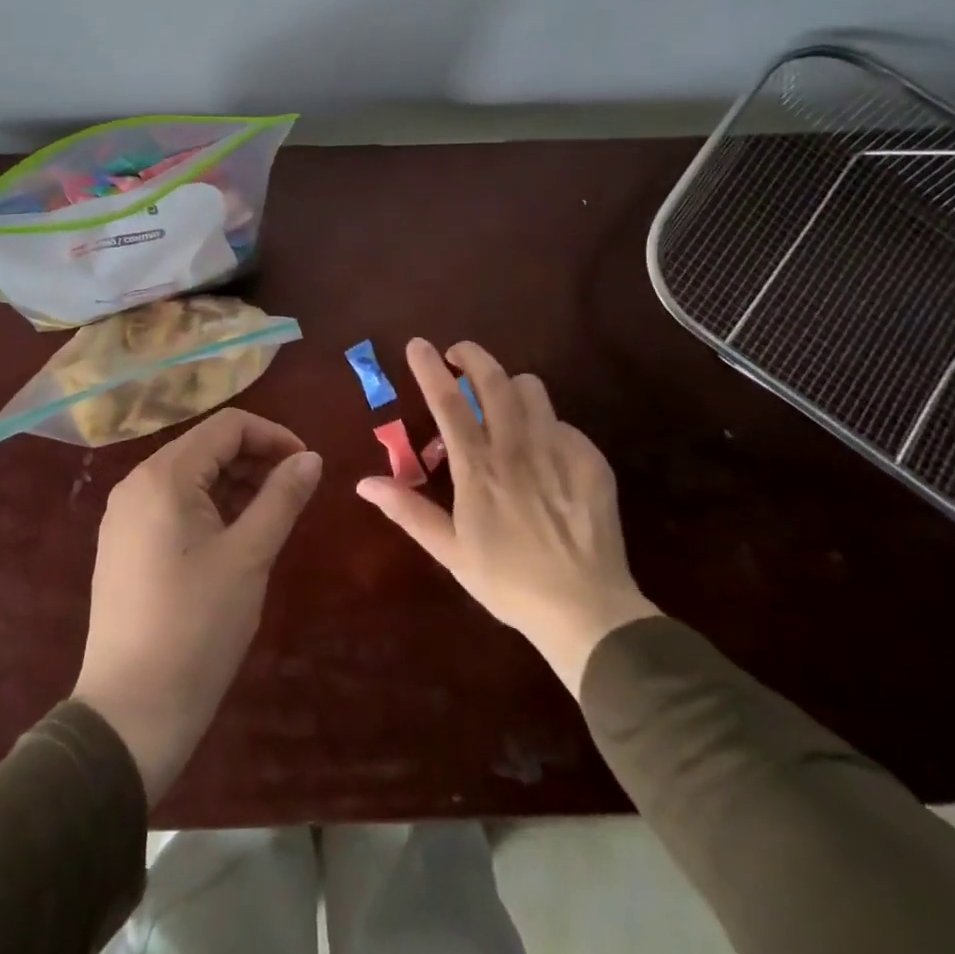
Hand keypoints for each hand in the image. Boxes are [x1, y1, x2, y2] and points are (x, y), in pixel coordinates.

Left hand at [71, 408, 321, 801]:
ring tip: (272, 516)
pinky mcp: (125, 545)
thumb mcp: (249, 556)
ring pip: (191, 477)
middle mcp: (137, 484)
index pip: (227, 426)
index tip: (308, 467)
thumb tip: (312, 458)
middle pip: (206, 447)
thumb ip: (282, 498)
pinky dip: (211, 508)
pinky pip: (174, 505)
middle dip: (255, 459)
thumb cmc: (196, 628)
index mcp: (164, 477)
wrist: (130, 713)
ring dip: (235, 484)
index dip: (273, 436)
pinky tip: (236, 537)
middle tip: (295, 493)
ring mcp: (126, 516)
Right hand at [356, 338, 659, 695]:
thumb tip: (364, 483)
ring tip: (502, 402)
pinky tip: (544, 453)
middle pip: (494, 380)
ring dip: (510, 386)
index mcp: (478, 468)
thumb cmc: (507, 581)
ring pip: (532, 390)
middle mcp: (517, 448)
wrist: (586, 609)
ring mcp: (558, 450)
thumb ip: (408, 511)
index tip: (418, 344)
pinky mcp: (590, 460)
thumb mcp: (450, 551)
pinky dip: (546, 425)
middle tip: (459, 354)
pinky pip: (563, 423)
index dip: (430, 368)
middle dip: (473, 356)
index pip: (448, 402)